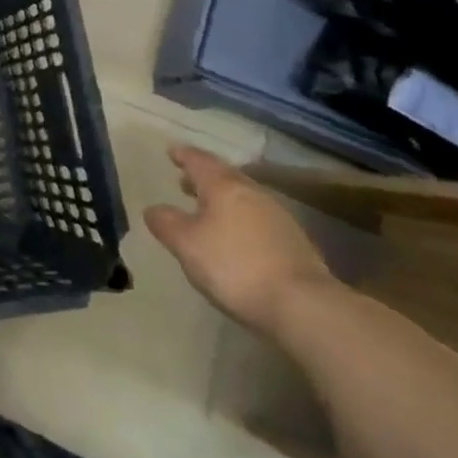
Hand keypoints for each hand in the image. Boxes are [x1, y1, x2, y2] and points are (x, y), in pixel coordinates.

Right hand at [144, 144, 334, 335]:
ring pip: (244, 197)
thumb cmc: (235, 266)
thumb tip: (153, 209)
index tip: (172, 151)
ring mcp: (279, 217)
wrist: (304, 306)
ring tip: (207, 209)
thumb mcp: (186, 245)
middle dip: (203, 177)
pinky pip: (258, 218)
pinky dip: (241, 218)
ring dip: (223, 199)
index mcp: (224, 187)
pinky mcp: (296, 243)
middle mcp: (253, 194)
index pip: (199, 161)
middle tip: (185, 180)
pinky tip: (236, 236)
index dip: (183, 155)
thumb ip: (166, 223)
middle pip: (225, 176)